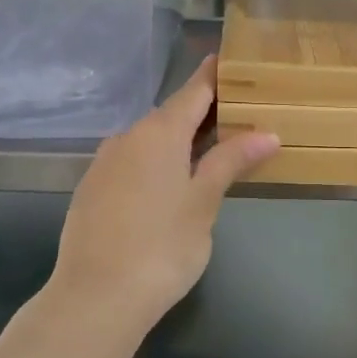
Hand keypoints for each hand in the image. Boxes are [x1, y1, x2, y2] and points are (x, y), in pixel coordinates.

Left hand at [46, 57, 278, 341]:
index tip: (229, 60)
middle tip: (235, 118)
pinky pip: (130, 163)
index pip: (193, 91)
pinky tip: (166, 188)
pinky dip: (153, 164)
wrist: (95, 297)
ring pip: (148, 141)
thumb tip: (266, 133)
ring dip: (177, 142)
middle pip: (170, 115)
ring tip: (207, 155)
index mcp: (159, 133)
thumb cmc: (162, 246)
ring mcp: (104, 163)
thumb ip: (231, 161)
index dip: (213, 76)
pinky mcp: (90, 190)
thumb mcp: (204, 202)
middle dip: (201, 115)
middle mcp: (127, 137)